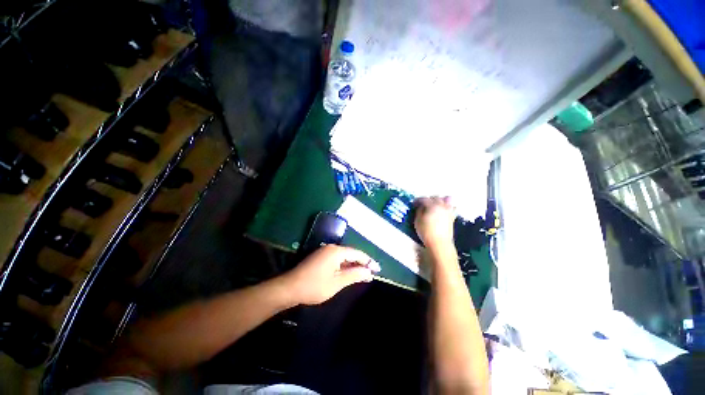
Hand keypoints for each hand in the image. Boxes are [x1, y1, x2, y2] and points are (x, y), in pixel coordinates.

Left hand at [282, 245, 379, 304]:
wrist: (289, 288)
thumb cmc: (315, 286)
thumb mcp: (337, 282)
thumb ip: (354, 275)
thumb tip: (369, 272)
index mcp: (336, 251)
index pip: (357, 253)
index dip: (368, 261)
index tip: (377, 269)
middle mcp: (331, 248)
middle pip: (351, 253)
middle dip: (361, 263)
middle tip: (371, 273)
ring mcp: (324, 251)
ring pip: (343, 256)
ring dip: (353, 265)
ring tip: (362, 274)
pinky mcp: (320, 257)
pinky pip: (336, 259)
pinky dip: (344, 265)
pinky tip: (348, 272)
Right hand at [414, 196, 455, 249]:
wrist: (439, 243)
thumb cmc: (426, 231)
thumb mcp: (418, 220)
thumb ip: (419, 211)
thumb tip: (421, 207)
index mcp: (432, 205)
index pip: (424, 199)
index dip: (418, 200)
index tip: (413, 204)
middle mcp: (442, 206)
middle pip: (436, 197)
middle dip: (428, 199)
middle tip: (422, 205)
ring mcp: (448, 211)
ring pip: (447, 200)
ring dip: (440, 200)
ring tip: (435, 205)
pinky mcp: (452, 217)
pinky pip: (452, 208)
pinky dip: (448, 207)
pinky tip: (443, 211)